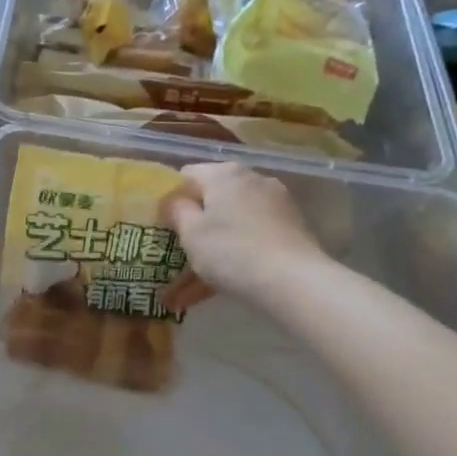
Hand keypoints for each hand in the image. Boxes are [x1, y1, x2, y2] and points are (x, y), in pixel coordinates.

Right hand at [161, 162, 324, 308]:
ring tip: (197, 280)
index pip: (187, 175)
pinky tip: (224, 281)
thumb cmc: (231, 252)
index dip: (172, 198)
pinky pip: (252, 234)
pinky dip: (237, 252)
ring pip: (233, 220)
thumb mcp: (191, 233)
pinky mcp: (290, 224)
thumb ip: (177, 210)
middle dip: (196, 223)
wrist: (292, 280)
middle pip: (214, 197)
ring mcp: (275, 201)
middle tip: (180, 251)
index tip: (164, 225)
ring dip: (215, 243)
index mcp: (223, 174)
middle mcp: (252, 179)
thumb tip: (175, 199)